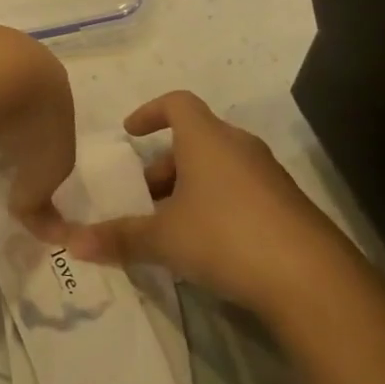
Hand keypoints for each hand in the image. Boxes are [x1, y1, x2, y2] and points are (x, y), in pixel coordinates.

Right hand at [66, 91, 352, 306]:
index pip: (177, 103)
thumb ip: (118, 237)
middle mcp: (239, 148)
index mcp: (207, 140)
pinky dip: (216, 206)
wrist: (313, 280)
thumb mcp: (163, 239)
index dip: (150, 112)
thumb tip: (71, 243)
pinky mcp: (288, 207)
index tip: (130, 133)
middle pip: (195, 141)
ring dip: (190, 188)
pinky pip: (240, 192)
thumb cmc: (226, 237)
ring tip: (170, 226)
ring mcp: (269, 177)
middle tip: (143, 198)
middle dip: (164, 166)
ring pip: (218, 169)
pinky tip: (206, 246)